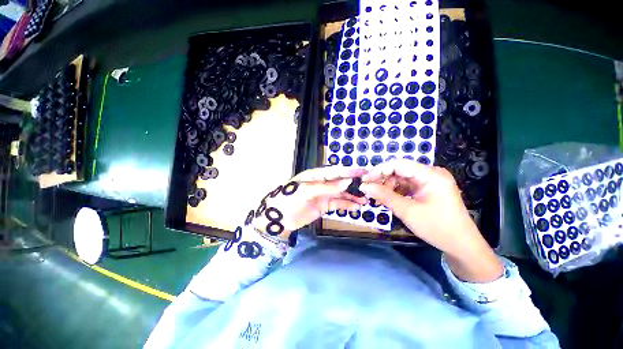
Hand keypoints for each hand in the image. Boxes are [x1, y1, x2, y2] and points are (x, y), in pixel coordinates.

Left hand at [250, 166, 367, 241]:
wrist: (278, 219)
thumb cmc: (289, 200)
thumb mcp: (306, 191)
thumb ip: (327, 187)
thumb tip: (347, 182)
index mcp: (315, 175)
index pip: (335, 171)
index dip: (349, 171)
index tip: (364, 172)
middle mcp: (322, 183)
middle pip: (340, 182)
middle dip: (354, 184)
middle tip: (369, 187)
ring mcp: (324, 195)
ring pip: (341, 193)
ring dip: (353, 196)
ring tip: (365, 200)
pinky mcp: (324, 206)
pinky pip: (338, 204)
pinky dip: (347, 205)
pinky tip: (355, 207)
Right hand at [360, 159, 501, 282]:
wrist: (461, 246)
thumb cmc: (437, 228)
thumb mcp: (407, 211)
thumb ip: (384, 196)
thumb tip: (364, 186)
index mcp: (431, 175)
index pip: (398, 164)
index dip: (379, 170)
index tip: (364, 180)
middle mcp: (431, 173)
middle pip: (400, 170)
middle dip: (382, 179)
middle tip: (368, 190)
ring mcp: (430, 181)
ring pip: (402, 178)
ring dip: (388, 186)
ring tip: (377, 197)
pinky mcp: (428, 189)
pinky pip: (407, 185)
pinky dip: (396, 191)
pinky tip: (387, 199)